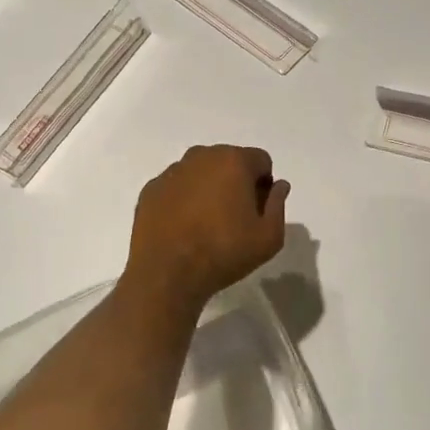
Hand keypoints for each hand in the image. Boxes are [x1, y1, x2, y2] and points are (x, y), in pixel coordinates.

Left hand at [125, 145, 289, 310]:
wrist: (166, 273)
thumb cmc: (224, 252)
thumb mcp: (269, 237)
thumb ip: (279, 205)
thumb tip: (278, 186)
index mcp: (233, 161)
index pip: (261, 160)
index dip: (264, 184)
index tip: (258, 211)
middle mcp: (200, 156)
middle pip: (228, 161)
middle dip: (236, 182)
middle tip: (234, 218)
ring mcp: (172, 171)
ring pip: (200, 172)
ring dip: (208, 189)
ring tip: (206, 224)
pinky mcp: (151, 189)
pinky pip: (176, 187)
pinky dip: (183, 199)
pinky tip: (183, 227)